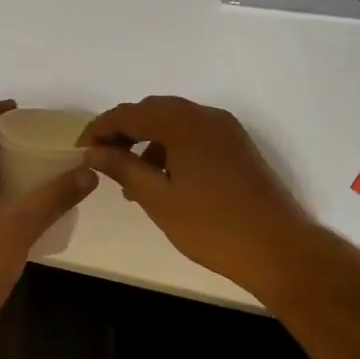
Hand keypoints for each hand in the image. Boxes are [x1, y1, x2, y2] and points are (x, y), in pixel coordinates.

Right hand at [79, 96, 315, 290]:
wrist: (278, 248)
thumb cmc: (212, 227)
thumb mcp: (159, 199)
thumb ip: (124, 168)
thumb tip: (94, 152)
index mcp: (183, 124)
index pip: (129, 113)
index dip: (100, 129)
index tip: (80, 151)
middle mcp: (205, 116)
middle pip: (153, 110)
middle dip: (124, 131)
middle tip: (102, 160)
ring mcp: (225, 130)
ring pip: (175, 122)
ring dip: (148, 140)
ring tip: (131, 178)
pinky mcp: (237, 145)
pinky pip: (194, 134)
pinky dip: (172, 147)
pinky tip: (164, 179)